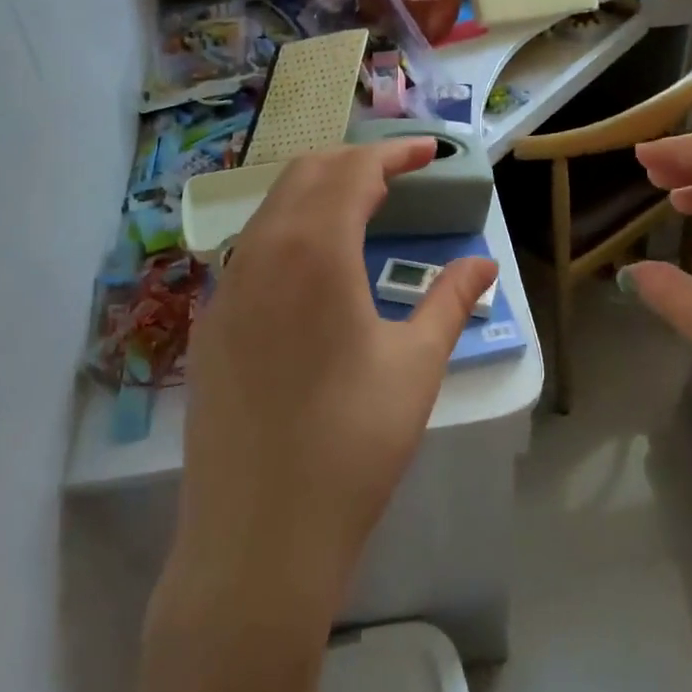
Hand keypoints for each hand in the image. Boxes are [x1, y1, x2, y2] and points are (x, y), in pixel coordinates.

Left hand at [155, 140, 499, 634]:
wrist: (257, 538)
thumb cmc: (352, 445)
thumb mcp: (416, 366)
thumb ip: (450, 301)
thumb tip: (483, 265)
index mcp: (314, 250)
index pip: (354, 172)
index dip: (394, 154)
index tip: (430, 153)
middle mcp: (261, 253)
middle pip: (305, 175)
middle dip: (353, 161)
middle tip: (397, 174)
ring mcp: (225, 289)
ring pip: (271, 210)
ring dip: (316, 193)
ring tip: (359, 210)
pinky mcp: (208, 325)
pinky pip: (250, 251)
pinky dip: (287, 232)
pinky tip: (312, 269)